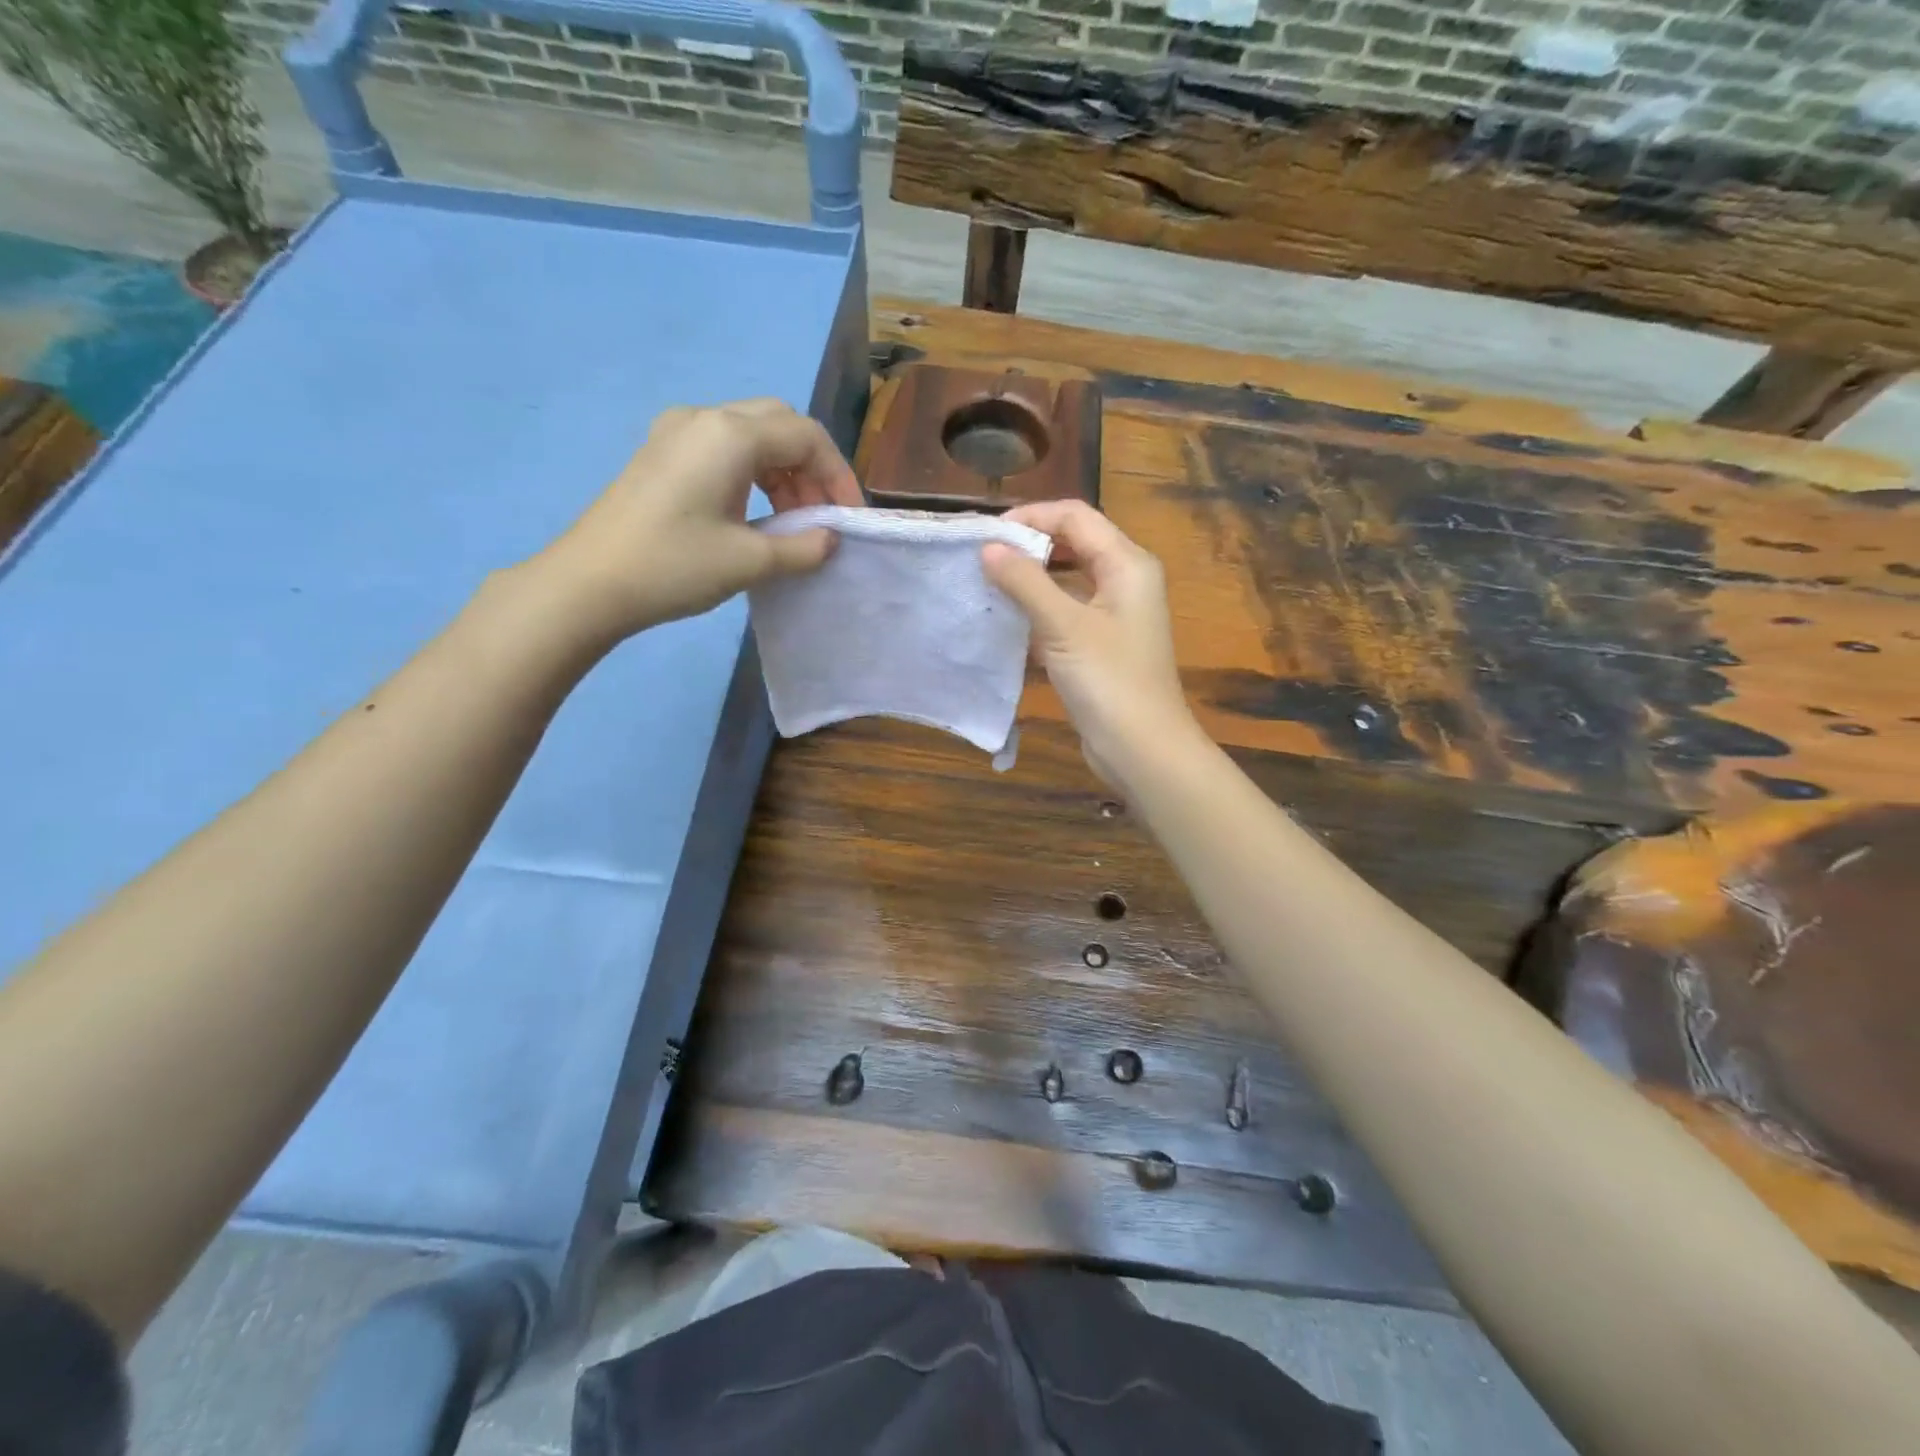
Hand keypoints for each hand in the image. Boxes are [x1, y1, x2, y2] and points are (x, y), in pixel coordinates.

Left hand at [529, 399, 861, 642]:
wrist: (588, 584)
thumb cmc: (674, 566)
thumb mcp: (750, 561)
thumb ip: (803, 546)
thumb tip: (830, 538)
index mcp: (730, 434)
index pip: (806, 436)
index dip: (838, 475)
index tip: (849, 518)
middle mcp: (705, 418)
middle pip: (780, 424)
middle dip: (812, 467)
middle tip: (821, 514)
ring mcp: (677, 432)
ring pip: (752, 434)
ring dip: (783, 471)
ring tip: (792, 521)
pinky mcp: (662, 453)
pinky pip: (724, 448)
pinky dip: (753, 473)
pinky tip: (755, 512)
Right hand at [981, 501, 1198, 784]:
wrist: (1142, 748)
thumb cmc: (1109, 681)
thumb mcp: (1064, 626)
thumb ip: (1025, 582)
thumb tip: (988, 547)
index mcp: (1127, 563)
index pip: (1074, 516)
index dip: (1030, 516)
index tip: (985, 536)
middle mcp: (1124, 580)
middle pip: (1072, 543)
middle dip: (1027, 546)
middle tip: (981, 558)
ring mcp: (1113, 614)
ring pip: (1065, 580)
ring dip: (1028, 580)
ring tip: (985, 586)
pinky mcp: (1100, 644)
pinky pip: (1064, 613)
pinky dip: (1036, 612)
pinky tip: (1004, 622)